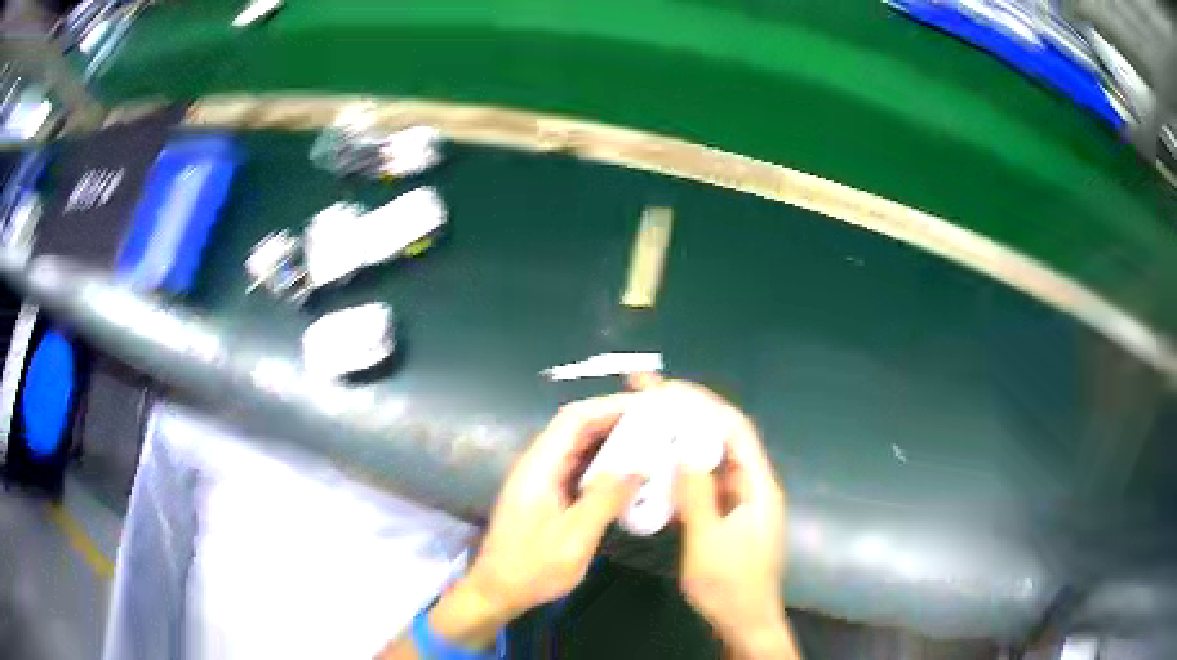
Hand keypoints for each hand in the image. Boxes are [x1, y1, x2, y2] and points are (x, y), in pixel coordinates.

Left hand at [429, 394, 641, 648]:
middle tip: (657, 425)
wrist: (497, 591)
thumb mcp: (574, 538)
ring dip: (612, 444)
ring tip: (651, 445)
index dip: (609, 406)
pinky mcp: (547, 496)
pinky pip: (579, 470)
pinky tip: (629, 476)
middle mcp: (538, 465)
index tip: (646, 407)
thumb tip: (638, 466)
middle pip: (577, 429)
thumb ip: (605, 499)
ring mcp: (541, 480)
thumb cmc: (532, 567)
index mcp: (539, 466)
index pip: (574, 419)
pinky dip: (604, 467)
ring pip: (579, 449)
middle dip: (616, 422)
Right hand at [638, 379, 796, 658]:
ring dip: (682, 435)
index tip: (666, 388)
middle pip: (721, 435)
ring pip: (710, 456)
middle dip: (687, 410)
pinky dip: (681, 465)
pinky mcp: (726, 512)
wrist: (744, 619)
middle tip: (647, 394)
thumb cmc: (730, 585)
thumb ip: (697, 495)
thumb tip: (683, 448)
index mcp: (758, 485)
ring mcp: (739, 498)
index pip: (734, 428)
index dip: (702, 402)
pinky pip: (703, 479)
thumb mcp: (709, 542)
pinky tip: (656, 463)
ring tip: (647, 419)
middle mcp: (752, 483)